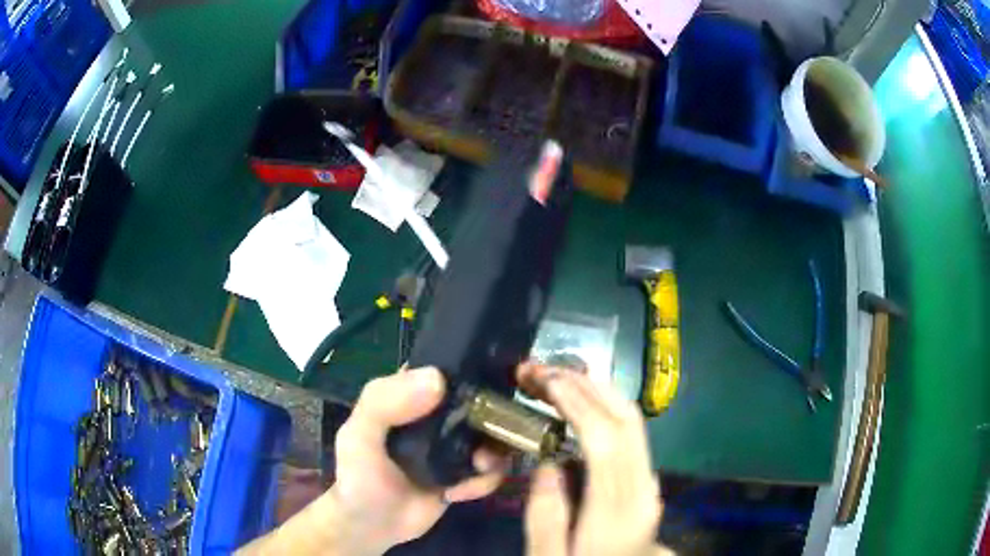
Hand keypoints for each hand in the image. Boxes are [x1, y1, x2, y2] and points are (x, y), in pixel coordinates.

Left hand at [239, 367, 505, 555]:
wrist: (370, 524)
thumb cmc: (358, 476)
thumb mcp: (359, 434)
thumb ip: (385, 403)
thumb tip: (436, 378)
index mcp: (411, 397)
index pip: (450, 368)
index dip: (477, 365)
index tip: (505, 370)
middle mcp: (435, 417)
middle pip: (478, 403)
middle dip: (497, 410)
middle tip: (510, 423)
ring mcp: (451, 448)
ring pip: (491, 436)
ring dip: (499, 446)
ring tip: (489, 462)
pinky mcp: (462, 476)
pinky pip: (489, 469)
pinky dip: (489, 476)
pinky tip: (474, 486)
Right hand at [519, 363, 672, 555]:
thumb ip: (545, 515)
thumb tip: (547, 462)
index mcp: (618, 511)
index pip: (605, 441)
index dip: (578, 402)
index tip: (545, 379)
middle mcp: (644, 488)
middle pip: (626, 421)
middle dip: (586, 385)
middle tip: (544, 369)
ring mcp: (650, 482)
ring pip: (633, 422)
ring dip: (597, 391)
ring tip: (559, 375)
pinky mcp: (646, 481)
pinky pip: (631, 433)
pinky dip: (606, 408)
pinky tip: (583, 401)